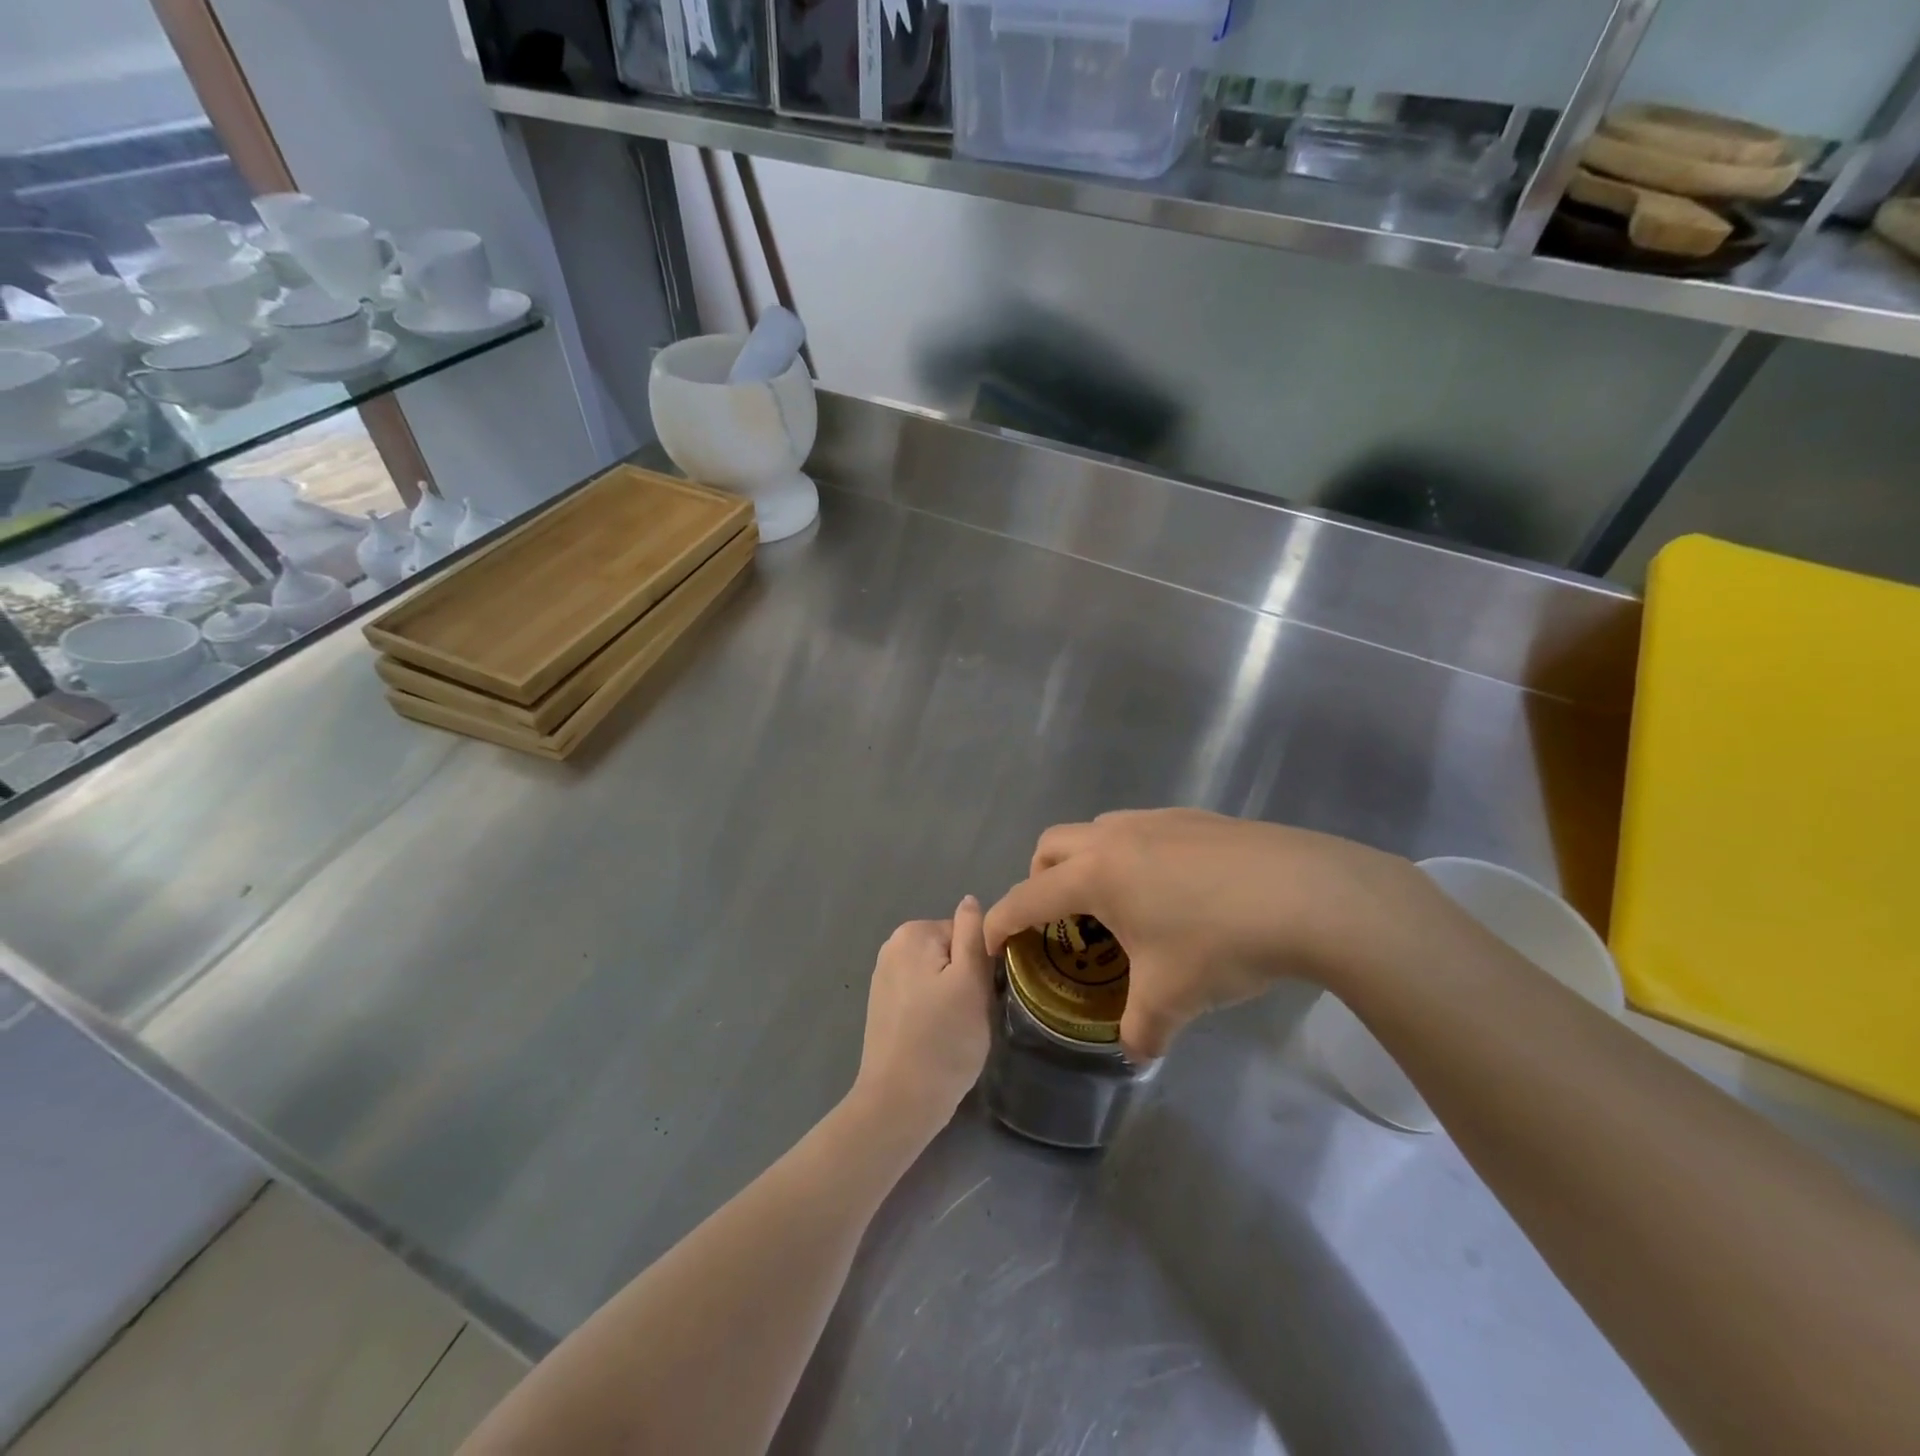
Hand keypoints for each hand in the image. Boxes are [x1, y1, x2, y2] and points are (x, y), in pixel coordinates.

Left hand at [850, 896, 994, 1141]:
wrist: (899, 1102)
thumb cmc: (944, 1041)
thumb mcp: (972, 981)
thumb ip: (973, 934)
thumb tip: (970, 900)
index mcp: (913, 933)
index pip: (966, 933)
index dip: (980, 964)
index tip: (981, 995)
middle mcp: (892, 946)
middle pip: (951, 952)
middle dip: (965, 979)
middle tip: (969, 1015)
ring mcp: (884, 976)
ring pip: (938, 975)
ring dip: (952, 996)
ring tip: (953, 1029)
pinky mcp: (883, 1005)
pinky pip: (922, 994)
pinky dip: (933, 1010)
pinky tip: (935, 1037)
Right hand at [984, 809, 1446, 1059]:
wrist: (1309, 894)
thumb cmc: (1221, 943)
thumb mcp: (1173, 999)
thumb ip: (1141, 1030)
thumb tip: (1135, 1052)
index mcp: (1095, 875)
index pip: (1026, 897)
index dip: (1000, 921)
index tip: (989, 942)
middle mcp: (1115, 837)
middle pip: (1051, 845)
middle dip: (1040, 880)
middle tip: (1060, 921)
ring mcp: (1157, 820)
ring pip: (1098, 831)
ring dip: (1088, 863)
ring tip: (1121, 906)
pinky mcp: (1196, 817)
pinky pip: (1143, 830)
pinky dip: (1134, 856)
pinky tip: (1175, 891)